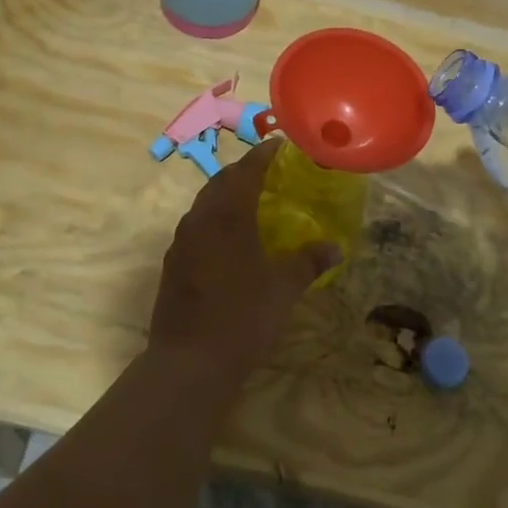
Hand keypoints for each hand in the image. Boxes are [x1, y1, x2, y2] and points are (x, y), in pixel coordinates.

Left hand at [147, 139, 339, 385]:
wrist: (189, 361)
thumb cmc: (243, 318)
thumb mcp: (284, 288)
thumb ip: (309, 262)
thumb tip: (334, 248)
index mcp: (227, 215)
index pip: (246, 170)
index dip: (264, 155)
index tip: (281, 146)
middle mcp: (199, 219)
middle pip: (221, 182)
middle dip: (244, 173)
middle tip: (270, 174)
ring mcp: (181, 241)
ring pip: (205, 204)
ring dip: (227, 196)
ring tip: (252, 204)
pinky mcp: (172, 263)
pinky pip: (196, 227)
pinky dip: (215, 221)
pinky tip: (230, 241)